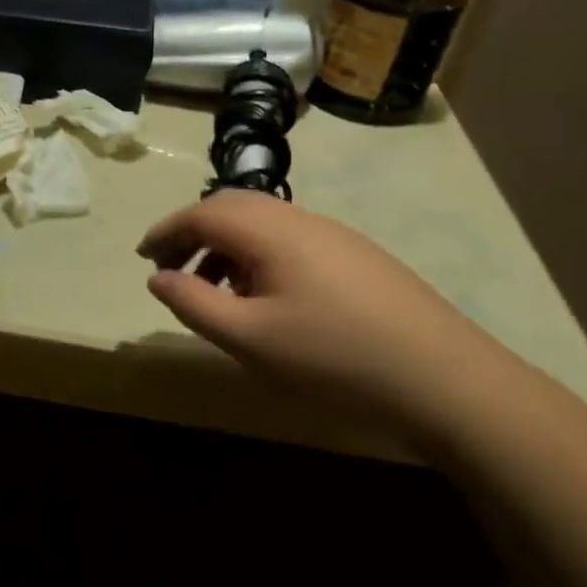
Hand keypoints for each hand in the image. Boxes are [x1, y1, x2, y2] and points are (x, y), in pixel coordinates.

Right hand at [138, 191, 514, 439]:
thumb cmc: (333, 357)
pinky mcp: (358, 257)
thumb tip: (157, 278)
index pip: (202, 213)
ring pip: (263, 225)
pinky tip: (264, 300)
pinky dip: (258, 258)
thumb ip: (193, 303)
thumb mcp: (248, 337)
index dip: (166, 231)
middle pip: (232, 208)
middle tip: (171, 271)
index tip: (142, 257)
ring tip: (213, 292)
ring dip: (226, 248)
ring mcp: (335, 236)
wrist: (444, 378)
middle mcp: (301, 220)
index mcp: (271, 231)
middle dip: (194, 234)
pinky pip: (290, 241)